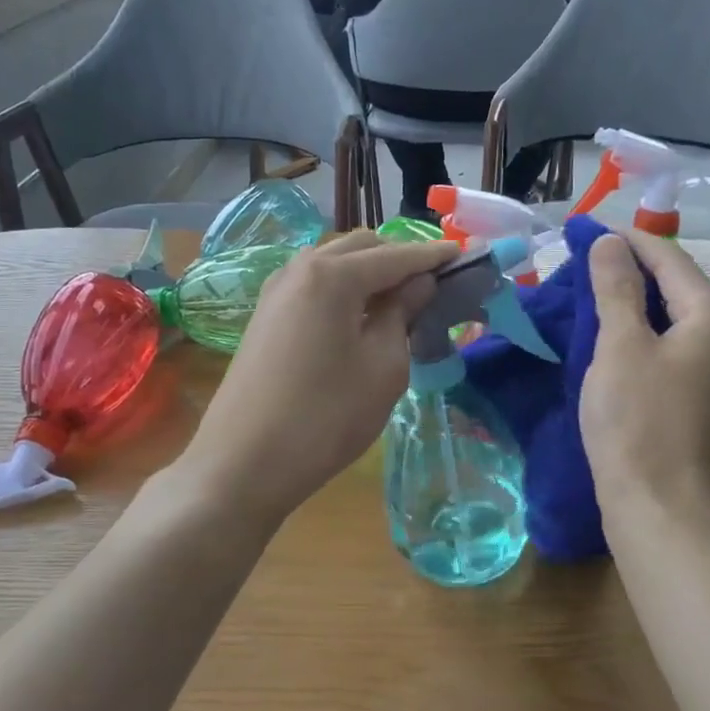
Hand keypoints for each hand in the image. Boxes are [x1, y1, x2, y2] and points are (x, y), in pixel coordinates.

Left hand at [180, 232, 457, 523]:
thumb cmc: (326, 417)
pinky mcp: (265, 316)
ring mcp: (276, 291)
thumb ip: (403, 314)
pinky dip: (342, 290)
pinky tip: (358, 318)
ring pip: (333, 263)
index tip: (465, 256)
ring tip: (399, 302)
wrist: (244, 462)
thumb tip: (418, 284)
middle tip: (432, 285)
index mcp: (333, 275)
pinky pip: (313, 286)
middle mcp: (300, 269)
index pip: (396, 256)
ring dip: (368, 273)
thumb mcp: (383, 368)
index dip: (433, 256)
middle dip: (399, 258)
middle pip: (360, 248)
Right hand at [581, 232, 709, 524]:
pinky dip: (639, 338)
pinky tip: (608, 342)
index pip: (670, 259)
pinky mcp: (701, 402)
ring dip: (631, 306)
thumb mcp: (620, 347)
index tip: (586, 231)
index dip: (628, 241)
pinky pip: (669, 352)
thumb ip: (615, 289)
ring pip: (671, 322)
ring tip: (587, 297)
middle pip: (676, 288)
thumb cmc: (637, 422)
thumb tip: (610, 242)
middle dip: (629, 272)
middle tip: (580, 263)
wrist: (660, 510)